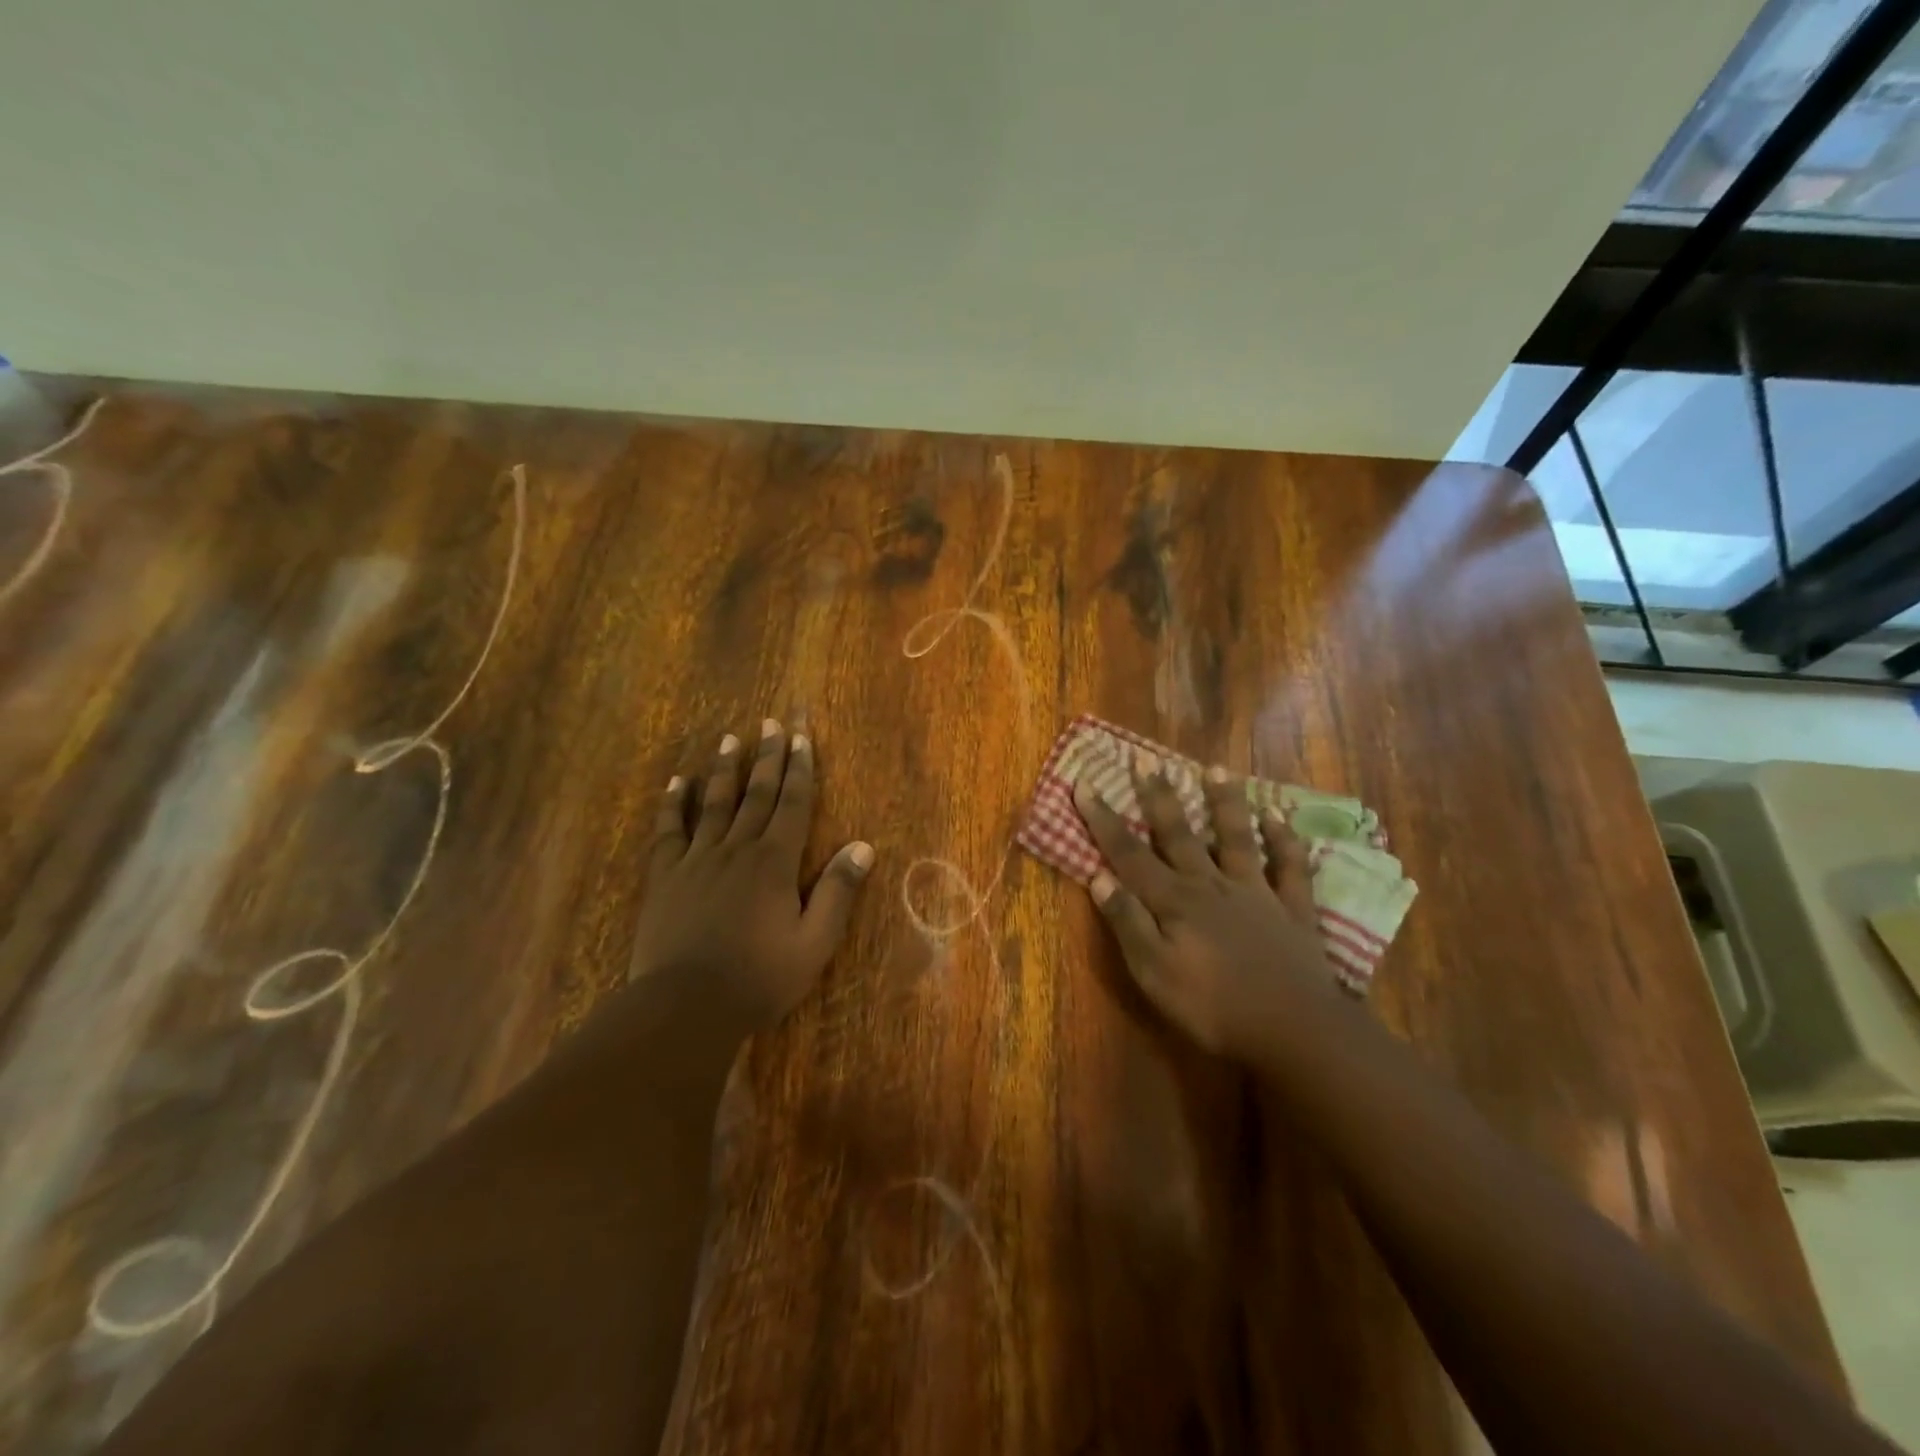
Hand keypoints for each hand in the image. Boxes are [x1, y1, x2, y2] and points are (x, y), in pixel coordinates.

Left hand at [632, 721, 873, 1030]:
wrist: (685, 1007)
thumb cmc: (759, 978)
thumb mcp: (814, 943)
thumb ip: (837, 892)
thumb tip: (862, 846)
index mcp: (775, 862)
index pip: (793, 804)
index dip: (800, 768)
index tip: (801, 736)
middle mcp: (737, 849)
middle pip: (756, 793)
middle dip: (767, 756)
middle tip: (772, 722)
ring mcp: (697, 860)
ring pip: (714, 803)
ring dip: (725, 769)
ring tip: (730, 738)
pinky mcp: (665, 877)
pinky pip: (669, 830)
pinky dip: (673, 804)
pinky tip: (677, 783)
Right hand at [1074, 750, 1337, 1061]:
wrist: (1295, 1030)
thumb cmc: (1214, 1008)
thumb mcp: (1154, 973)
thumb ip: (1128, 923)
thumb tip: (1099, 878)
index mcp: (1174, 901)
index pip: (1128, 853)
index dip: (1103, 819)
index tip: (1084, 782)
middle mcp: (1211, 885)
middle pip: (1179, 834)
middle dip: (1159, 797)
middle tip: (1146, 760)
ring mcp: (1255, 893)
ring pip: (1236, 838)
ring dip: (1224, 803)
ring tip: (1215, 769)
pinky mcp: (1292, 910)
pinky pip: (1290, 867)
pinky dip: (1285, 840)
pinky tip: (1279, 817)